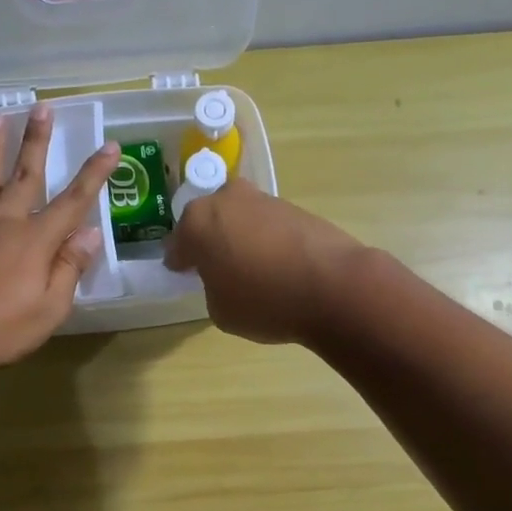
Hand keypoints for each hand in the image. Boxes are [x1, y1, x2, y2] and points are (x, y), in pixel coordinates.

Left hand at [0, 104, 118, 373]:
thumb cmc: (1, 329)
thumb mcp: (50, 308)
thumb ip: (69, 267)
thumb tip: (90, 232)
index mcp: (35, 240)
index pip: (73, 201)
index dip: (94, 173)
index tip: (110, 146)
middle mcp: (2, 222)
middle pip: (25, 175)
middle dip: (36, 141)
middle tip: (42, 108)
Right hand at [164, 180, 365, 344]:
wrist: (334, 287)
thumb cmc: (264, 302)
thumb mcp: (220, 310)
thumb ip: (212, 287)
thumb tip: (225, 278)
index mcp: (198, 222)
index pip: (177, 244)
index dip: (180, 264)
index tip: (185, 276)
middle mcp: (227, 200)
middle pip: (209, 221)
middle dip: (210, 242)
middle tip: (217, 269)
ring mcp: (264, 200)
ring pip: (240, 219)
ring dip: (240, 238)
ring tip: (252, 270)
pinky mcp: (295, 207)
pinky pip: (268, 226)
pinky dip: (267, 241)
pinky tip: (278, 266)